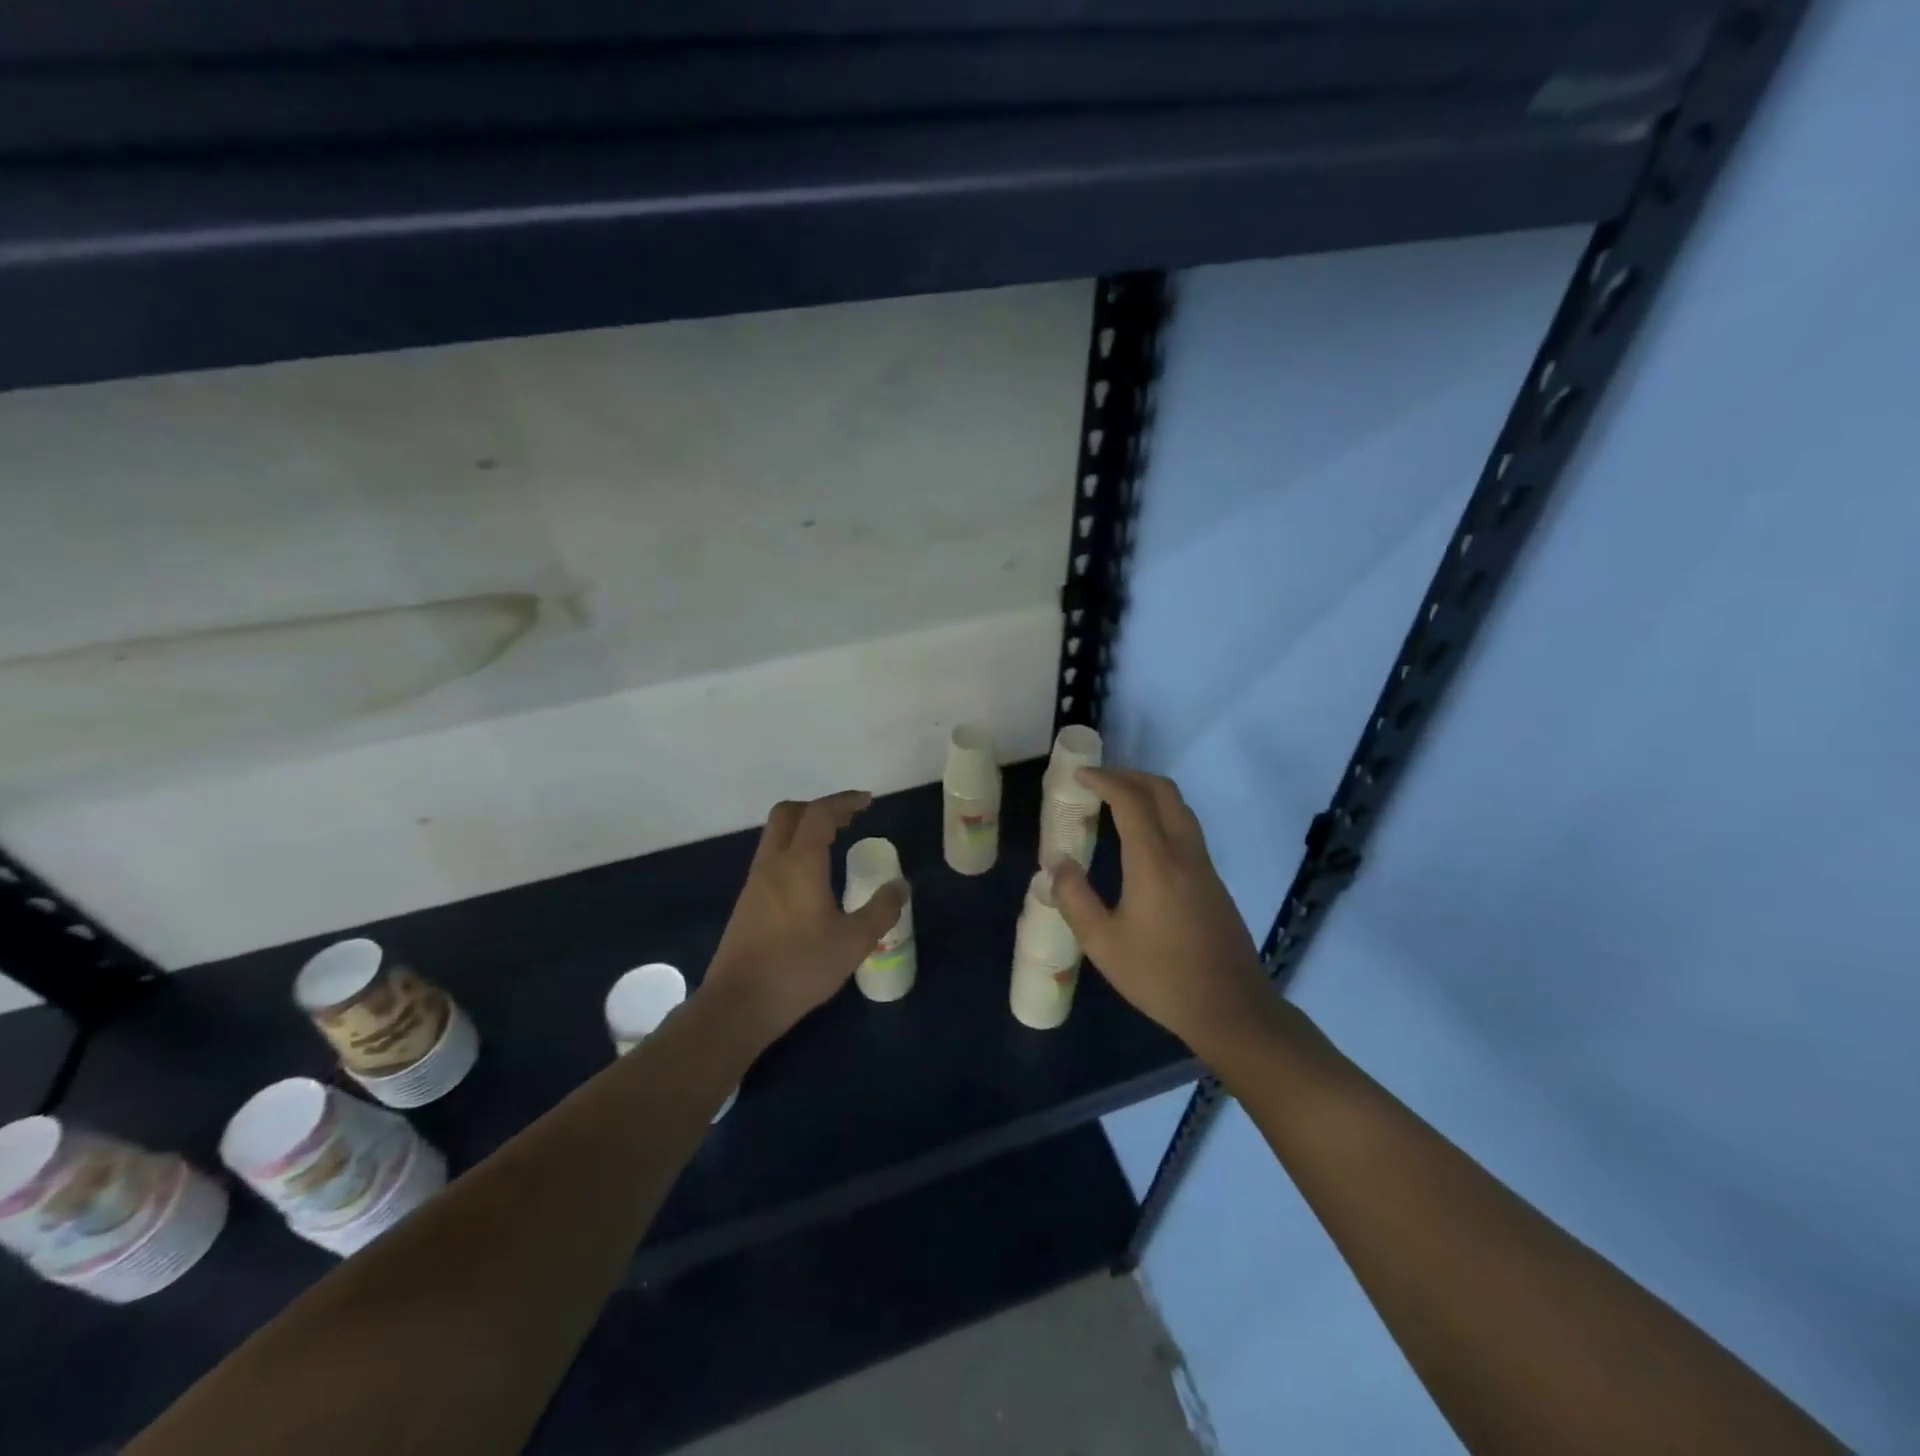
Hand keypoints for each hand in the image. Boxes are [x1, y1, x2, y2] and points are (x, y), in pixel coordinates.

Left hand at [703, 791, 907, 1045]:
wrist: (740, 1004)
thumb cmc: (800, 968)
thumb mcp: (853, 942)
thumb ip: (881, 910)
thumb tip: (901, 886)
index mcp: (800, 864)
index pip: (820, 814)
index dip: (844, 801)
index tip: (867, 801)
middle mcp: (773, 863)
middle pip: (788, 813)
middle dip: (819, 807)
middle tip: (848, 819)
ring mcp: (755, 881)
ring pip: (776, 835)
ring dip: (804, 828)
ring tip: (833, 843)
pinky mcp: (747, 901)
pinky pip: (771, 857)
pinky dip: (793, 849)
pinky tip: (811, 878)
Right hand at [1050, 768, 1274, 1059]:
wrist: (1231, 1008)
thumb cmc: (1161, 977)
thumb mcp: (1103, 944)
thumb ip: (1075, 899)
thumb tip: (1057, 863)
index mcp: (1155, 862)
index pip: (1131, 800)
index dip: (1105, 780)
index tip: (1079, 776)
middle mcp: (1184, 852)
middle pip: (1163, 791)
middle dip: (1129, 776)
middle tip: (1099, 782)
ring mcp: (1204, 865)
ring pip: (1180, 808)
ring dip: (1148, 793)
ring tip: (1117, 803)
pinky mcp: (1213, 881)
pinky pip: (1186, 828)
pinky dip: (1161, 814)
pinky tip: (1142, 839)